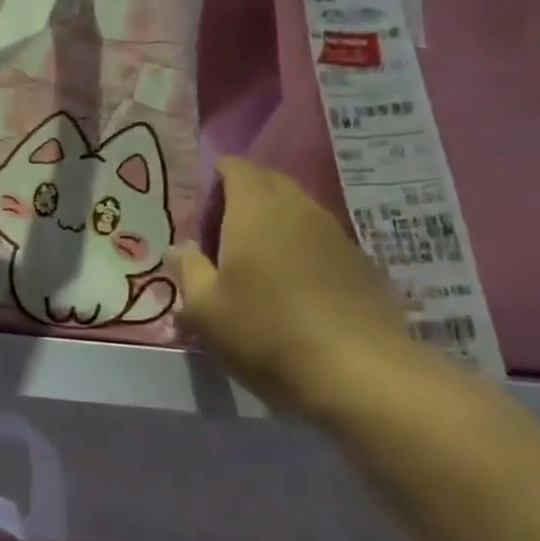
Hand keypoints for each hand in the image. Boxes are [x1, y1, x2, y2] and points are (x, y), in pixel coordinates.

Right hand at [169, 156, 420, 417]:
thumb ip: (189, 272)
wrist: (359, 372)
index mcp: (255, 211)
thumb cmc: (266, 332)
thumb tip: (178, 250)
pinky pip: (321, 239)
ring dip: (275, 221)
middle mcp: (298, 210)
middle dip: (245, 193)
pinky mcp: (361, 264)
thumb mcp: (205, 310)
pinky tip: (292, 284)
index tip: (201, 199)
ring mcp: (336, 235)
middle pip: (271, 182)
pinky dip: (300, 246)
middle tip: (221, 228)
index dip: (218, 174)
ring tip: (254, 257)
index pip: (237, 168)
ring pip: (299, 210)